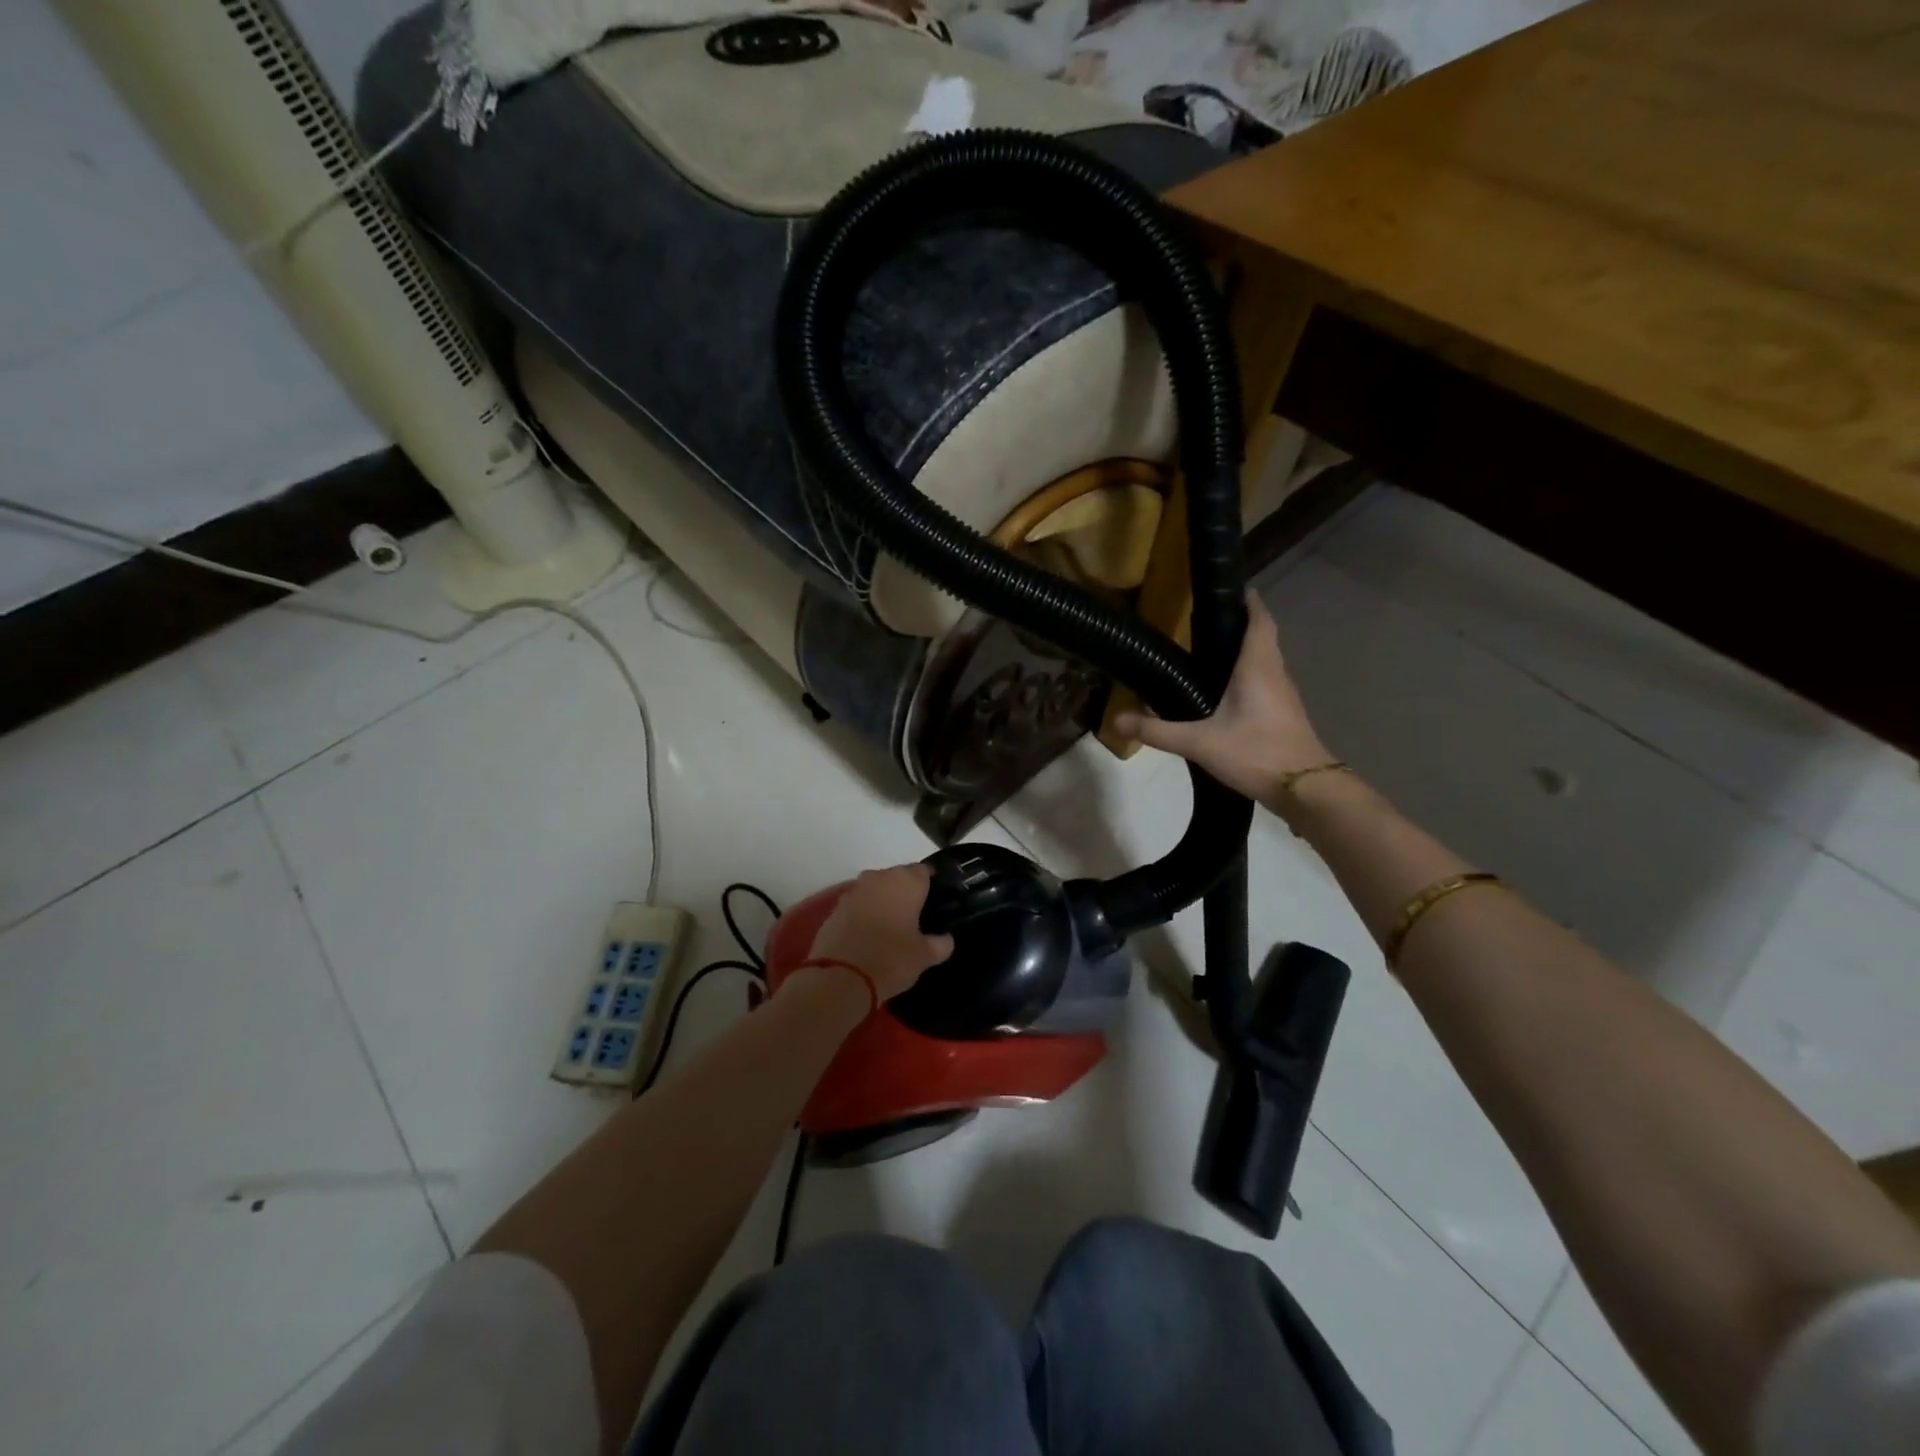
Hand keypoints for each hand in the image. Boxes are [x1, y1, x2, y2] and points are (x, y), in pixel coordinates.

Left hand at [807, 864, 953, 1000]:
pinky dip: (864, 914)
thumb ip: (940, 944)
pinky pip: (857, 905)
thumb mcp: (924, 956)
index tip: (936, 902)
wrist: (839, 977)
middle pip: (898, 877)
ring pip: (876, 889)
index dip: (931, 885)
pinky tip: (869, 935)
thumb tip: (946, 939)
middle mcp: (880, 877)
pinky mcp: (835, 907)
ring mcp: (854, 890)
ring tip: (892, 927)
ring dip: (883, 902)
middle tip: (916, 917)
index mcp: (907, 881)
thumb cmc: (890, 959)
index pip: (925, 871)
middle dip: (906, 893)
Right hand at [1113, 592, 1330, 802]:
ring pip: (1263, 661)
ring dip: (1242, 652)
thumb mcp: (1200, 743)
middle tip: (1203, 623)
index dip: (1246, 601)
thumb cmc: (1257, 753)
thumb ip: (1158, 730)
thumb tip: (1117, 720)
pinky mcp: (1283, 715)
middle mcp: (1274, 673)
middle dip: (1237, 625)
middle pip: (1261, 637)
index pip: (1258, 619)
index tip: (1227, 589)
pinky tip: (1222, 693)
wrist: (1306, 790)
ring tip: (1206, 654)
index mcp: (1258, 667)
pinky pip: (1263, 683)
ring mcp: (1282, 695)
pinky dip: (1245, 677)